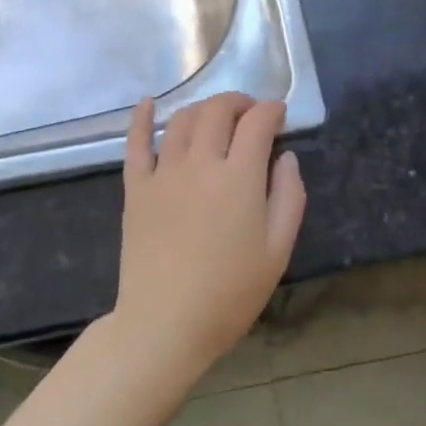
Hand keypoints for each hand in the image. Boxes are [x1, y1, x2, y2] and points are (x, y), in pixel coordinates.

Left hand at [115, 92, 305, 380]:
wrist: (165, 323)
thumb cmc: (230, 293)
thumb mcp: (278, 250)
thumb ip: (289, 196)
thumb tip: (286, 157)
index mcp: (239, 177)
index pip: (257, 123)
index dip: (271, 110)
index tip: (279, 114)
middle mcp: (200, 163)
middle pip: (218, 111)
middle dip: (239, 102)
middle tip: (251, 114)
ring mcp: (163, 173)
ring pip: (182, 120)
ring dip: (203, 108)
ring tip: (216, 117)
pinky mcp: (136, 188)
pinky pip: (136, 143)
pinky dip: (142, 118)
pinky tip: (147, 103)